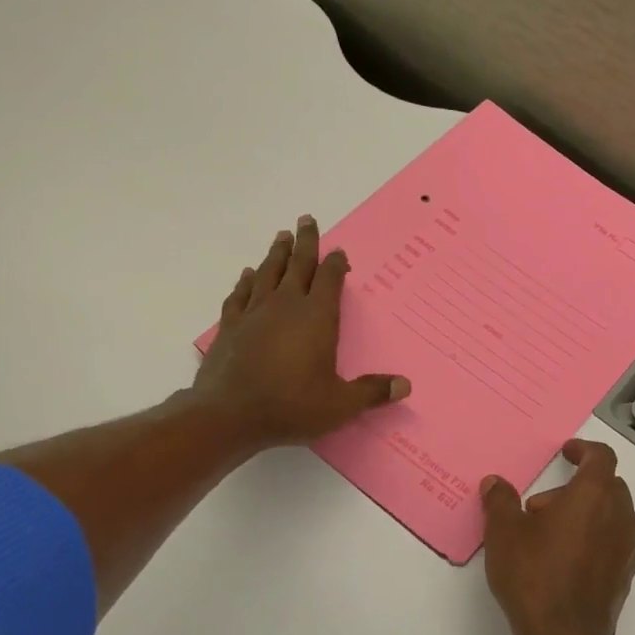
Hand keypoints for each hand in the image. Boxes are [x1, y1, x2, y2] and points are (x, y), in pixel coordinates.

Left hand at [194, 216, 410, 447]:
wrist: (229, 415)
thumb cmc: (290, 407)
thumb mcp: (339, 405)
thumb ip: (371, 392)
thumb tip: (405, 385)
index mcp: (316, 318)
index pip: (329, 280)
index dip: (336, 264)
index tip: (339, 252)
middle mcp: (285, 305)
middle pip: (298, 264)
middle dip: (305, 242)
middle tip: (307, 219)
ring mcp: (254, 313)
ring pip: (268, 272)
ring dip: (277, 253)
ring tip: (282, 236)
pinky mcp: (230, 325)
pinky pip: (240, 294)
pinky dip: (246, 281)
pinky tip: (248, 274)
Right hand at [481, 439, 634, 634]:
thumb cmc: (534, 575)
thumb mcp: (504, 533)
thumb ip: (500, 501)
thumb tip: (495, 483)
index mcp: (594, 496)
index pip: (601, 457)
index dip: (583, 450)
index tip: (566, 453)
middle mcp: (619, 516)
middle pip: (607, 485)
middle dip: (576, 487)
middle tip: (540, 507)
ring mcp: (627, 548)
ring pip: (612, 515)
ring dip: (586, 513)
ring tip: (548, 535)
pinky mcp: (625, 575)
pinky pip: (613, 542)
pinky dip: (594, 539)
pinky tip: (565, 559)